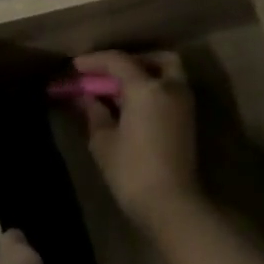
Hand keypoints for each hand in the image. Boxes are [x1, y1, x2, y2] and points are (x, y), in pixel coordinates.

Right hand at [71, 50, 201, 229]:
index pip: (118, 61)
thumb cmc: (131, 172)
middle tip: (106, 74)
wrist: (171, 204)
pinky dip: (153, 88)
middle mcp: (170, 88)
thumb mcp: (103, 141)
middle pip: (153, 59)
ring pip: (167, 73)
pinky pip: (170, 90)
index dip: (94, 61)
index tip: (75, 66)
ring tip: (118, 91)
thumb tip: (87, 98)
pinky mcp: (188, 120)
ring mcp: (184, 103)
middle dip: (129, 61)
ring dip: (144, 73)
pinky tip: (132, 105)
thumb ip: (94, 112)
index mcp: (147, 89)